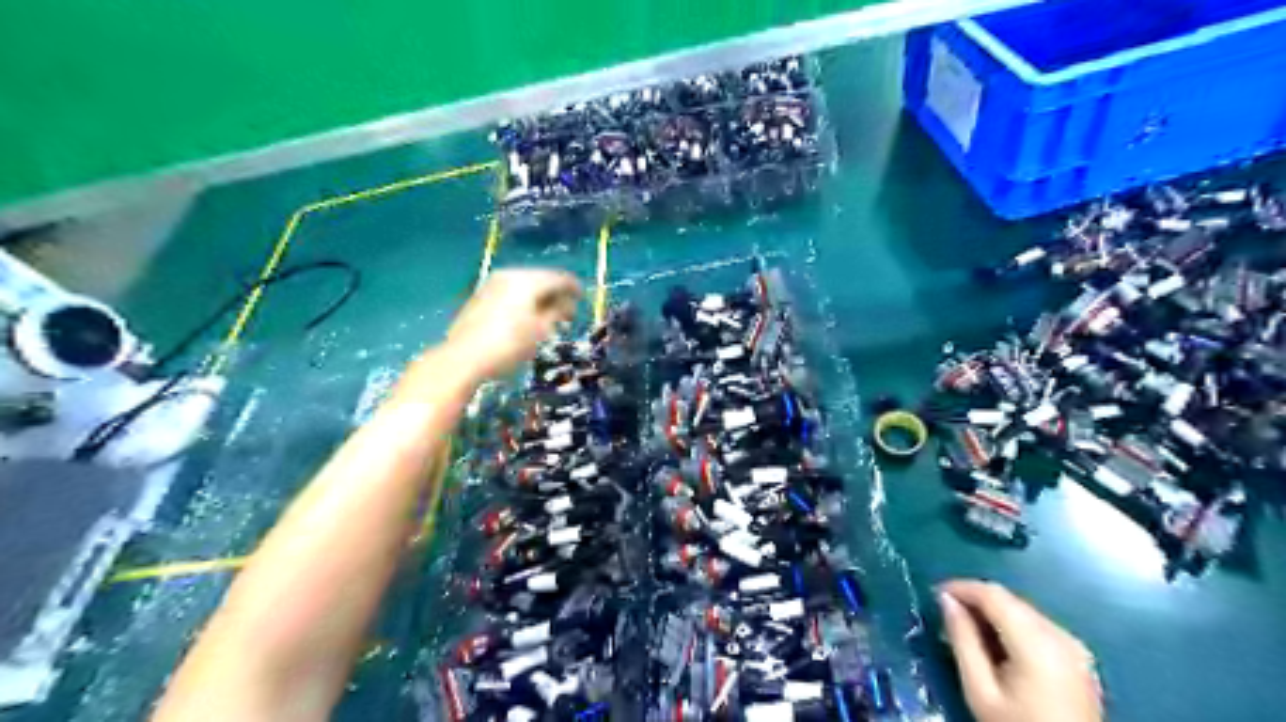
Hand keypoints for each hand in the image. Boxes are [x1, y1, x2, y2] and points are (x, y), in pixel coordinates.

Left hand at [449, 268, 576, 380]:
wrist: (462, 359)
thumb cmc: (508, 345)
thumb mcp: (540, 331)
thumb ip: (557, 312)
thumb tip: (567, 303)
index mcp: (526, 281)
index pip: (558, 277)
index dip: (573, 287)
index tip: (583, 298)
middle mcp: (509, 275)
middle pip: (540, 279)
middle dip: (555, 293)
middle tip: (567, 311)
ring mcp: (492, 284)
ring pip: (524, 286)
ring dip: (539, 298)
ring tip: (548, 317)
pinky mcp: (480, 296)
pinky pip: (510, 293)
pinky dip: (523, 301)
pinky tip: (526, 318)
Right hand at [943, 579, 1099, 721]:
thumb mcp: (980, 690)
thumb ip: (963, 640)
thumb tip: (945, 600)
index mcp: (1038, 643)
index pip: (993, 594)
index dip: (961, 587)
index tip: (935, 594)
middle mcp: (1061, 635)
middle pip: (1009, 600)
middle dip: (975, 601)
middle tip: (947, 616)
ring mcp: (1074, 646)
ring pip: (1022, 610)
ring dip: (992, 613)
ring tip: (967, 632)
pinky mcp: (1078, 657)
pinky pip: (1037, 626)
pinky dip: (1011, 626)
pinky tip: (996, 646)